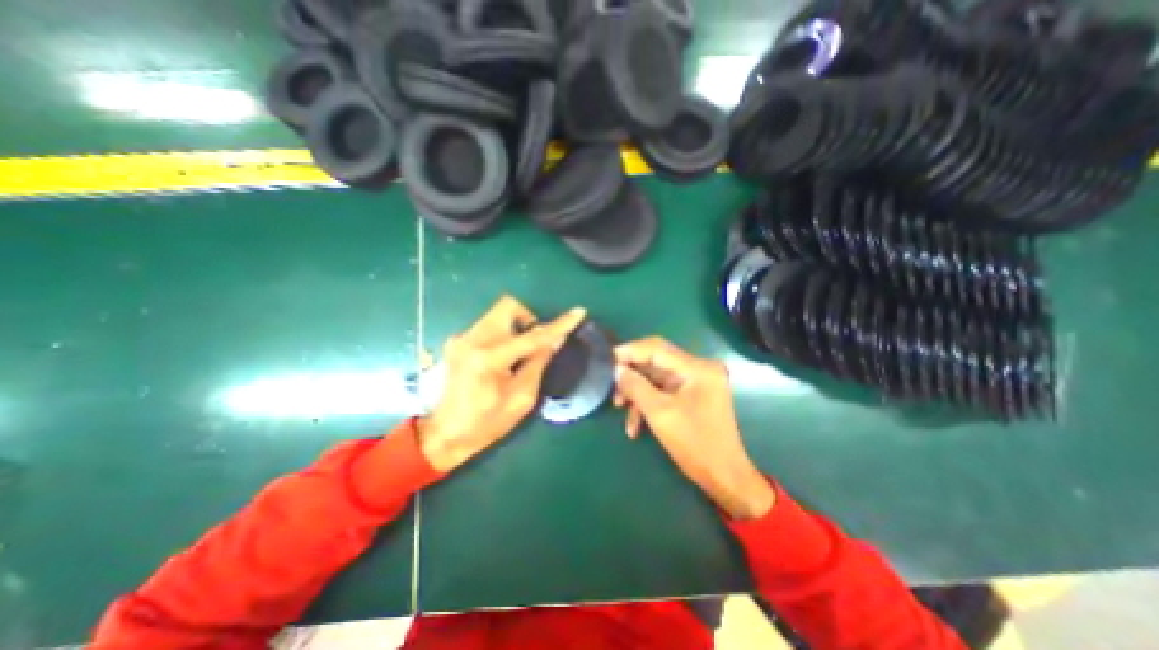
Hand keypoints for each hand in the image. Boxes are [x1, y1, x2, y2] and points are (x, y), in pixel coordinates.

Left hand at [418, 295, 590, 471]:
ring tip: (517, 355)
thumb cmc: (487, 423)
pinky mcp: (457, 341)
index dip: (558, 325)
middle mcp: (472, 340)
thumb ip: (538, 363)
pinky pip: (489, 326)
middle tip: (535, 343)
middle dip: (528, 318)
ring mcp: (461, 338)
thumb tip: (555, 339)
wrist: (445, 433)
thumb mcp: (522, 397)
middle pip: (508, 306)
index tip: (578, 313)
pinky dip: (503, 335)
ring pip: (498, 314)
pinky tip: (501, 360)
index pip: (532, 336)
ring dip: (516, 327)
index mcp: (488, 359)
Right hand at [610, 338, 772, 521]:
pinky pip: (663, 390)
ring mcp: (696, 381)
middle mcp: (698, 368)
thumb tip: (617, 369)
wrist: (724, 476)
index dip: (630, 351)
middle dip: (631, 374)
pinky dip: (648, 402)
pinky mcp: (691, 394)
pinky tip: (635, 425)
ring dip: (637, 391)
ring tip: (619, 407)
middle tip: (611, 384)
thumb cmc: (695, 444)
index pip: (657, 348)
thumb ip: (636, 387)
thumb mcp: (660, 414)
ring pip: (656, 377)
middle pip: (655, 361)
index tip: (607, 359)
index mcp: (697, 368)